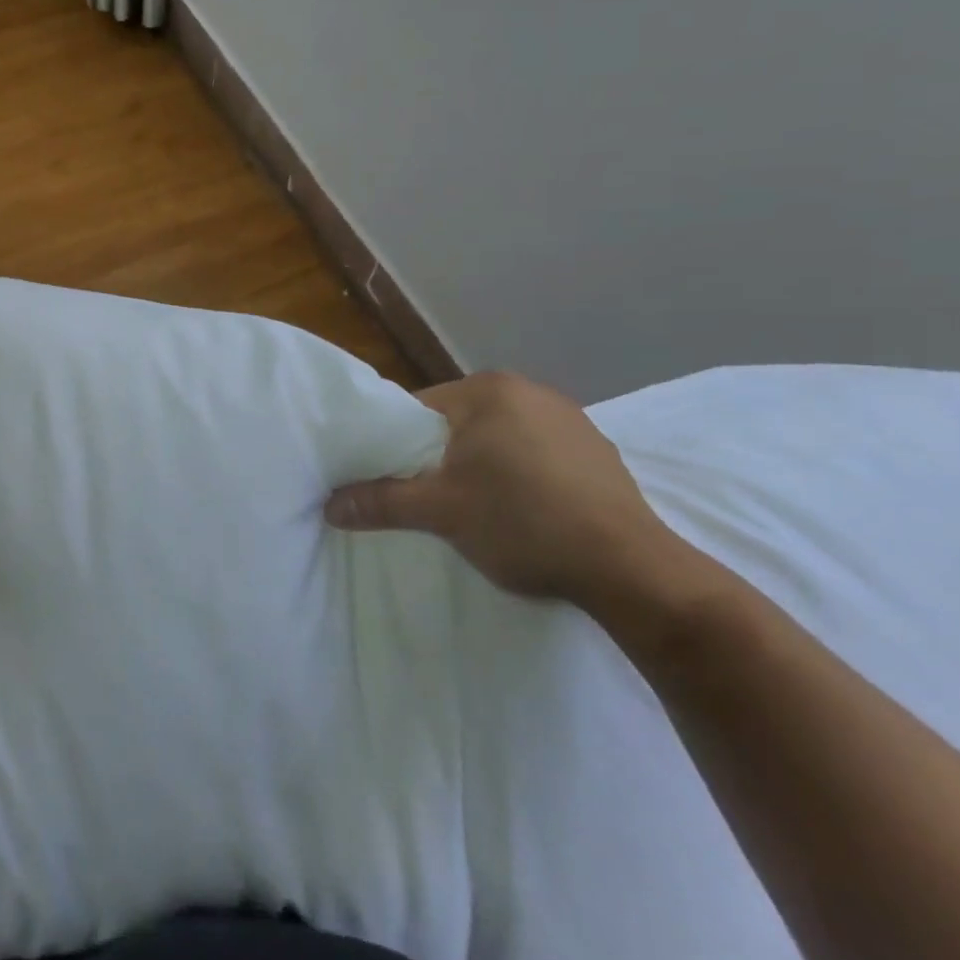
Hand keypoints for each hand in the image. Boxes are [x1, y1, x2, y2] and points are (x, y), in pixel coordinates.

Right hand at [327, 372, 686, 613]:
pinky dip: (521, 475)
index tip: (392, 481)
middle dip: (440, 458)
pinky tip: (526, 511)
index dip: (396, 446)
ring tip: (478, 509)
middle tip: (431, 500)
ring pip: (497, 439)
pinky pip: (536, 454)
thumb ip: (380, 501)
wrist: (631, 570)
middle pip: (457, 423)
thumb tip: (328, 505)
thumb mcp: (441, 513)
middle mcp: (529, 390)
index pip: (418, 409)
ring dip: (481, 466)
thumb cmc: (524, 524)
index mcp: (488, 390)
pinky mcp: (596, 450)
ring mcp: (570, 419)